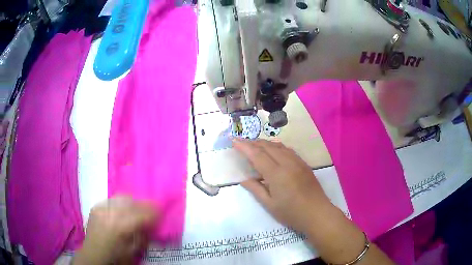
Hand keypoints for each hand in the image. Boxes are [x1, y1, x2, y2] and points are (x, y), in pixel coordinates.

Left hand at [73, 196, 157, 264]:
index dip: (155, 211)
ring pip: (123, 197)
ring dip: (133, 203)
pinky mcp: (97, 206)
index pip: (142, 213)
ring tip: (137, 211)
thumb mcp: (134, 250)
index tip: (163, 211)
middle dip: (144, 205)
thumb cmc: (116, 257)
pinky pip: (113, 200)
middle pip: (132, 201)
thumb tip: (155, 223)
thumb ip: (144, 235)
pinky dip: (121, 204)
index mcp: (120, 226)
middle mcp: (110, 212)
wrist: (93, 255)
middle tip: (151, 211)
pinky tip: (122, 212)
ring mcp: (101, 207)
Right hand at [233, 139, 332, 231]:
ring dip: (265, 143)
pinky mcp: (304, 164)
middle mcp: (287, 163)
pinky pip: (288, 150)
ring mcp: (297, 162)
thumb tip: (243, 179)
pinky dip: (276, 146)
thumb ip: (255, 189)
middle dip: (253, 142)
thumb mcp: (270, 205)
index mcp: (277, 174)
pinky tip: (273, 150)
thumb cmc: (292, 213)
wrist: (317, 213)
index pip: (257, 155)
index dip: (244, 147)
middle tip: (241, 142)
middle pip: (267, 146)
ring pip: (278, 146)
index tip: (234, 140)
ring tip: (254, 145)